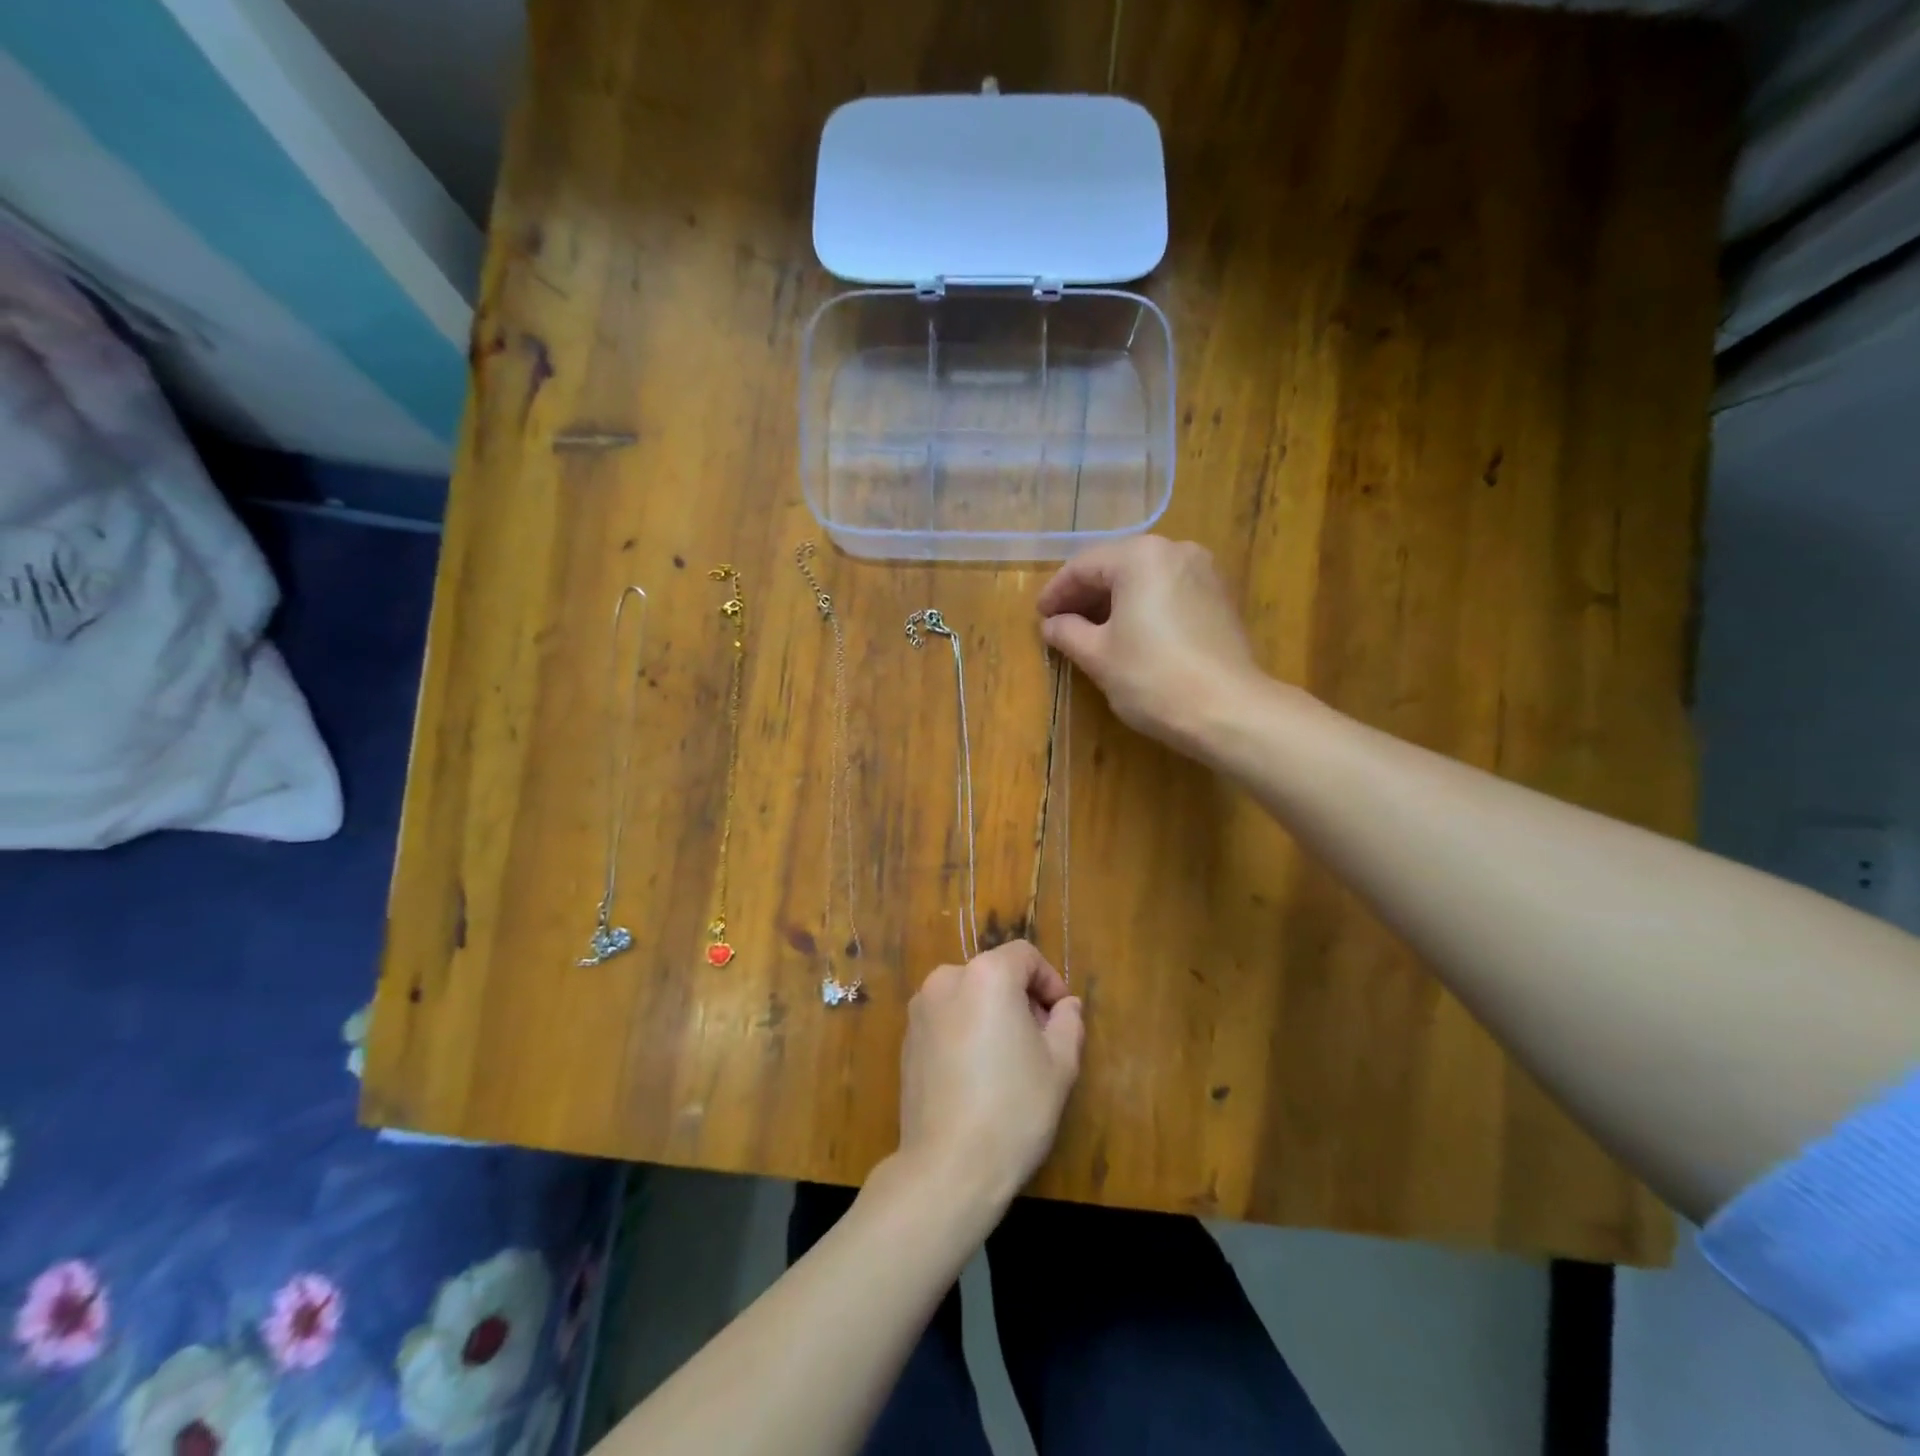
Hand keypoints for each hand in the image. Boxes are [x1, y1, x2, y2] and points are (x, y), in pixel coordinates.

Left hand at [897, 941, 1084, 1210]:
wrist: (947, 1167)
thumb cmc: (1013, 1109)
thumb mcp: (1059, 1065)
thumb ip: (1067, 1023)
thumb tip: (1066, 1006)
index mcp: (986, 976)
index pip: (1025, 956)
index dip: (1049, 981)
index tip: (1061, 1017)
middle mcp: (947, 980)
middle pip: (994, 973)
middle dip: (1021, 998)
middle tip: (1041, 1041)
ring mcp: (920, 1010)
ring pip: (968, 996)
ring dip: (992, 1014)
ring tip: (1009, 1060)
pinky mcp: (907, 1039)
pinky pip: (946, 1020)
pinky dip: (966, 1031)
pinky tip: (977, 1075)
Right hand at [1036, 536, 1264, 755]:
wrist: (1227, 709)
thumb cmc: (1152, 677)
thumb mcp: (1097, 656)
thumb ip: (1068, 632)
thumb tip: (1051, 624)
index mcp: (1140, 556)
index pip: (1084, 566)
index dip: (1056, 592)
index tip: (1040, 617)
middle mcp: (1175, 551)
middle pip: (1117, 566)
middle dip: (1086, 595)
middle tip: (1061, 624)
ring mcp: (1204, 572)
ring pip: (1145, 579)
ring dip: (1114, 601)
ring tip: (1091, 632)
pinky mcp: (1220, 598)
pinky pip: (1169, 592)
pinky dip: (1143, 607)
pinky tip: (1130, 634)